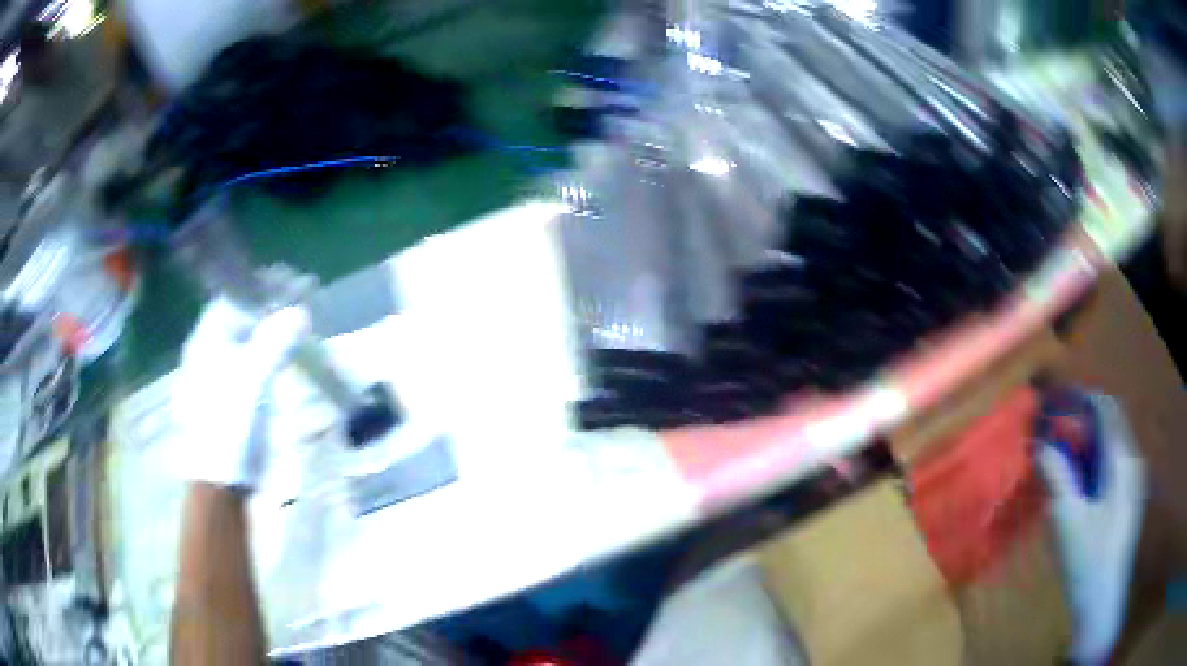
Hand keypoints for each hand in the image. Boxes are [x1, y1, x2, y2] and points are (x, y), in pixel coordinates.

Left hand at [171, 297, 309, 490]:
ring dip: (270, 332)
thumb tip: (299, 312)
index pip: (231, 299)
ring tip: (298, 328)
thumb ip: (274, 343)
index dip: (259, 289)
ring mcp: (217, 378)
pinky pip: (250, 365)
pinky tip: (285, 360)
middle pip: (239, 319)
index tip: (289, 284)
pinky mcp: (229, 399)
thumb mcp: (253, 382)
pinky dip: (268, 355)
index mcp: (205, 343)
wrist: (222, 484)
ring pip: (245, 342)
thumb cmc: (230, 428)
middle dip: (268, 308)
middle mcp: (207, 354)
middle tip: (300, 303)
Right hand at [1037, 394, 1145, 665]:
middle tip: (1053, 435)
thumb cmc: (1089, 560)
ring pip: (1111, 447)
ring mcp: (1132, 483)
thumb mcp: (1068, 520)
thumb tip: (1041, 443)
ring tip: (1062, 461)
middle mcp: (1132, 462)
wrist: (1102, 603)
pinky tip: (1078, 488)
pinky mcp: (1128, 501)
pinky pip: (1113, 468)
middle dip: (1083, 423)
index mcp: (1123, 459)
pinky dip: (1095, 465)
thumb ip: (1057, 475)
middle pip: (1110, 425)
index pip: (1107, 408)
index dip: (1082, 399)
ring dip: (1088, 446)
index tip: (1056, 403)